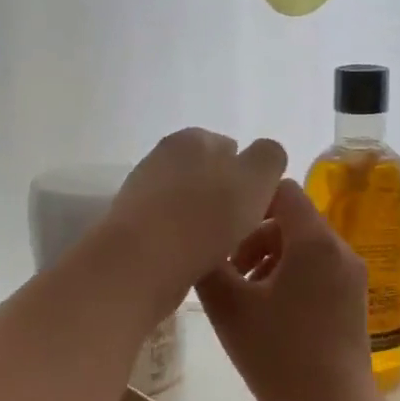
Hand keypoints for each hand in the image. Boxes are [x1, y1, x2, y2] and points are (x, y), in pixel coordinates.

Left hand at [102, 129, 287, 306]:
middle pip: (209, 177)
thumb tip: (263, 158)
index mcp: (193, 137)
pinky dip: (183, 241)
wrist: (142, 263)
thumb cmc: (206, 217)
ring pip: (189, 204)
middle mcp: (162, 156)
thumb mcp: (256, 178)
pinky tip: (192, 261)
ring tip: (218, 252)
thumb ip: (268, 158)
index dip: (250, 179)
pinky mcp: (131, 224)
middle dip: (225, 200)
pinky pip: (170, 229)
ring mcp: (142, 190)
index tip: (258, 210)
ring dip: (204, 223)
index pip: (233, 150)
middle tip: (241, 232)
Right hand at [197, 180, 379, 400]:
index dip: (247, 198)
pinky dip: (288, 274)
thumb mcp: (229, 308)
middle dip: (252, 235)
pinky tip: (264, 309)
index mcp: (313, 241)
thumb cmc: (279, 357)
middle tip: (225, 268)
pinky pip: (315, 267)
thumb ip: (208, 265)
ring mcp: (350, 275)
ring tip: (241, 292)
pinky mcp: (352, 298)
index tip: (219, 225)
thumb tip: (197, 242)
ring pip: (302, 244)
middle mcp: (339, 248)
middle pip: (290, 218)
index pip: (281, 189)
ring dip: (267, 256)